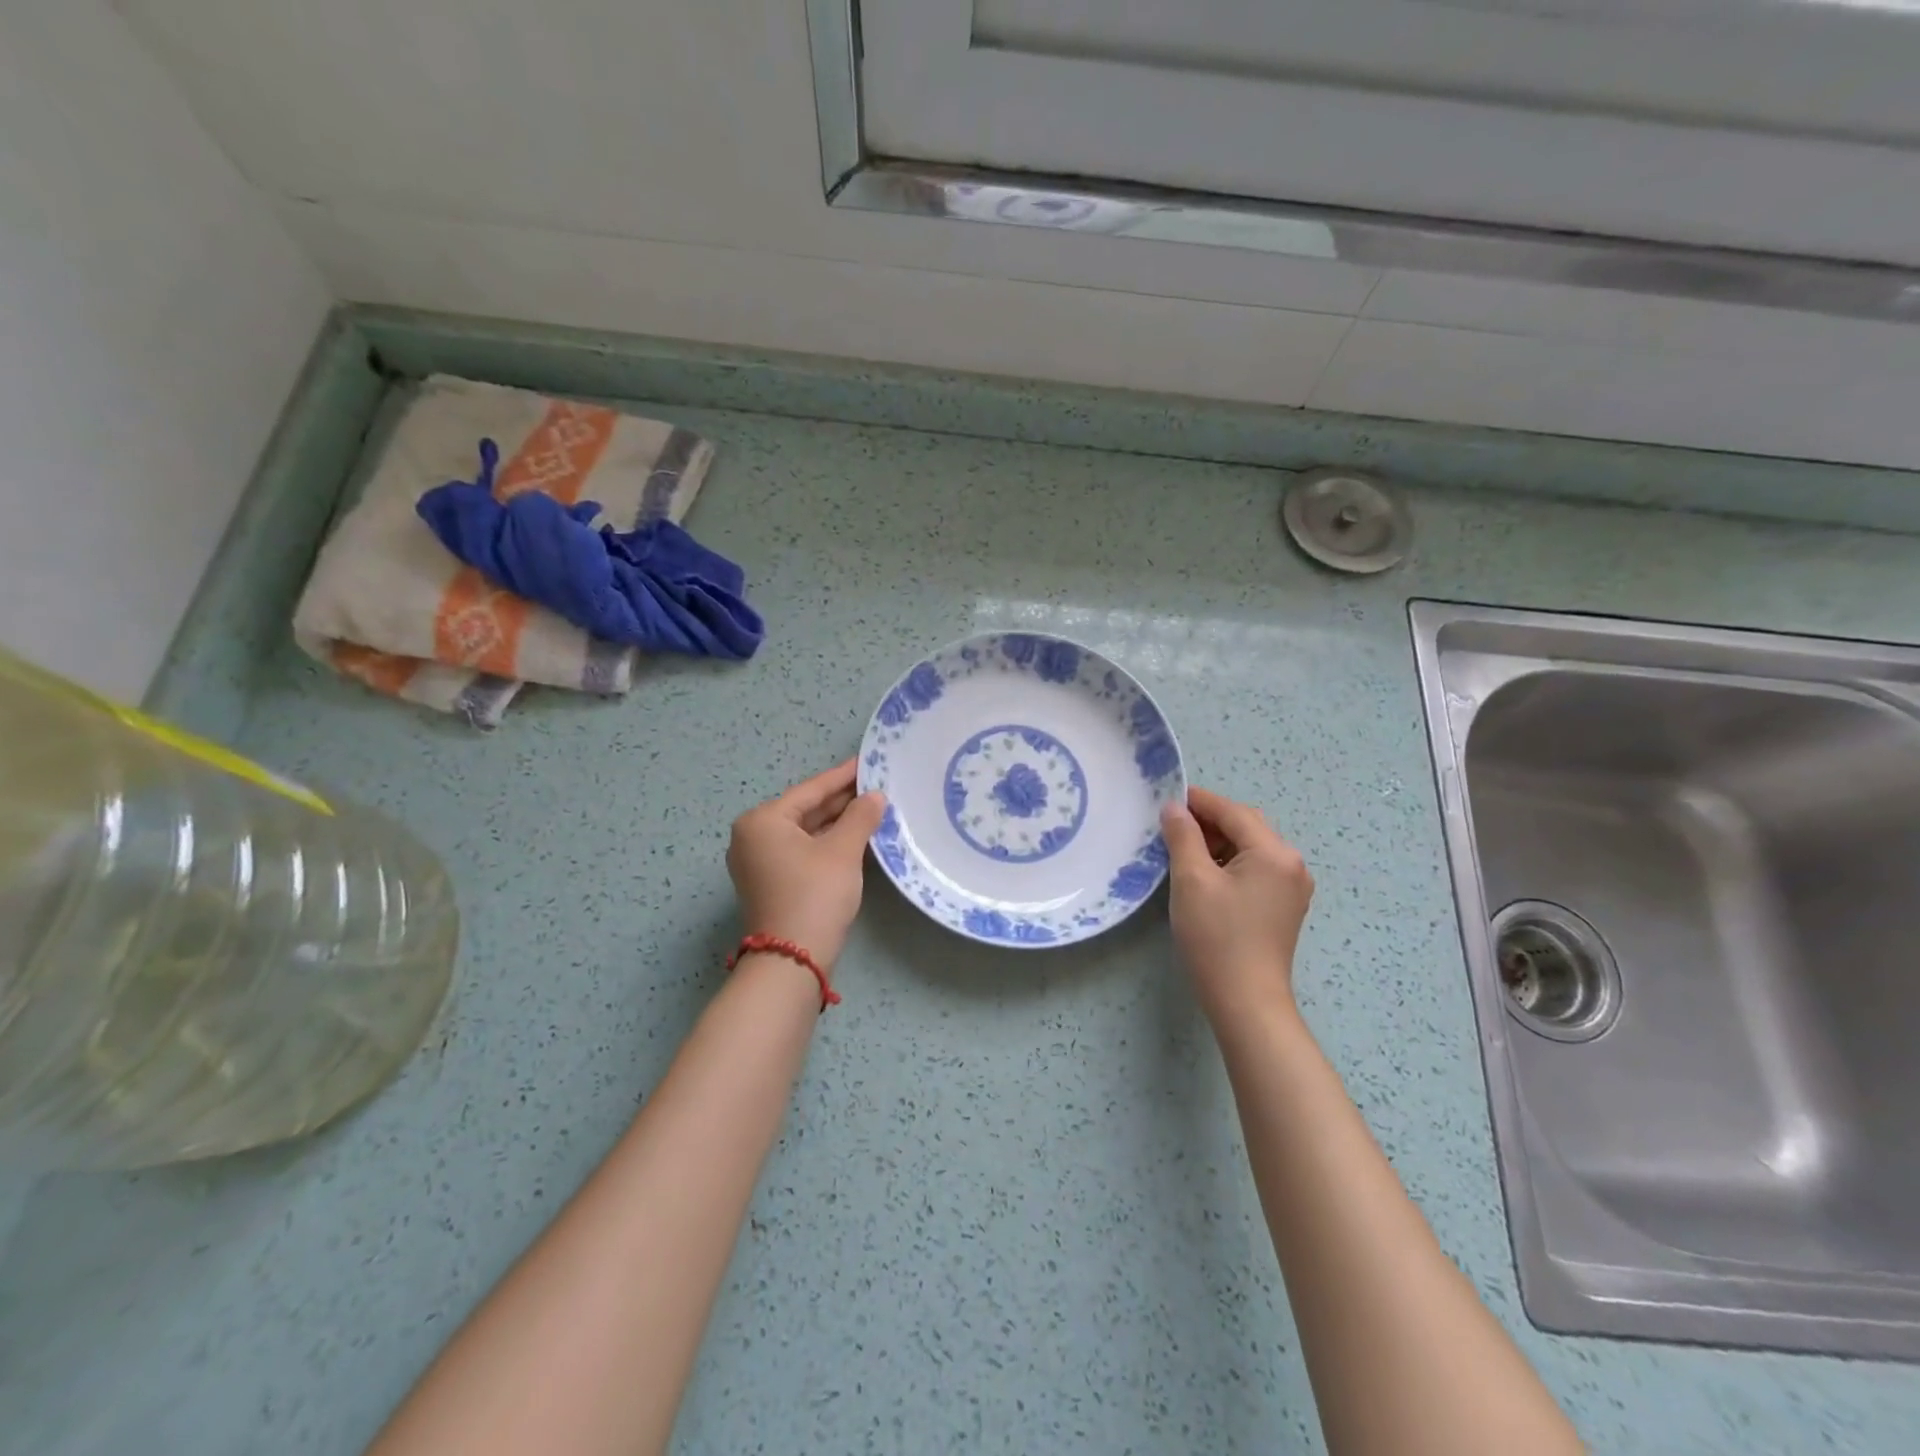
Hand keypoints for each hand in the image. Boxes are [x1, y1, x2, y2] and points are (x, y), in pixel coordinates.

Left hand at [727, 760, 886, 971]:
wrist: (791, 960)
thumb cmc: (815, 894)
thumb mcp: (843, 851)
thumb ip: (860, 817)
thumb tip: (875, 796)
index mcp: (762, 821)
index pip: (810, 790)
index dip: (842, 776)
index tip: (866, 762)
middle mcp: (752, 836)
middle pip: (804, 810)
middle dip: (840, 801)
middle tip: (875, 786)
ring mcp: (757, 862)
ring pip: (803, 832)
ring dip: (835, 823)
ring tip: (871, 808)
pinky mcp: (768, 883)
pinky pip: (800, 851)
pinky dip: (825, 843)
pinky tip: (853, 837)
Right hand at [1160, 786, 1313, 1022]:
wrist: (1246, 1002)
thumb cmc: (1217, 937)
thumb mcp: (1191, 880)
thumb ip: (1183, 836)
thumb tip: (1174, 808)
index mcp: (1274, 853)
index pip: (1233, 811)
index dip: (1198, 800)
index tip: (1166, 796)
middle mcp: (1291, 864)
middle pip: (1246, 826)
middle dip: (1208, 821)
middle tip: (1170, 824)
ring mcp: (1292, 888)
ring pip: (1250, 848)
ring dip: (1217, 842)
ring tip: (1181, 849)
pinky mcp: (1283, 907)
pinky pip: (1255, 869)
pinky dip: (1229, 863)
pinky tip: (1204, 874)